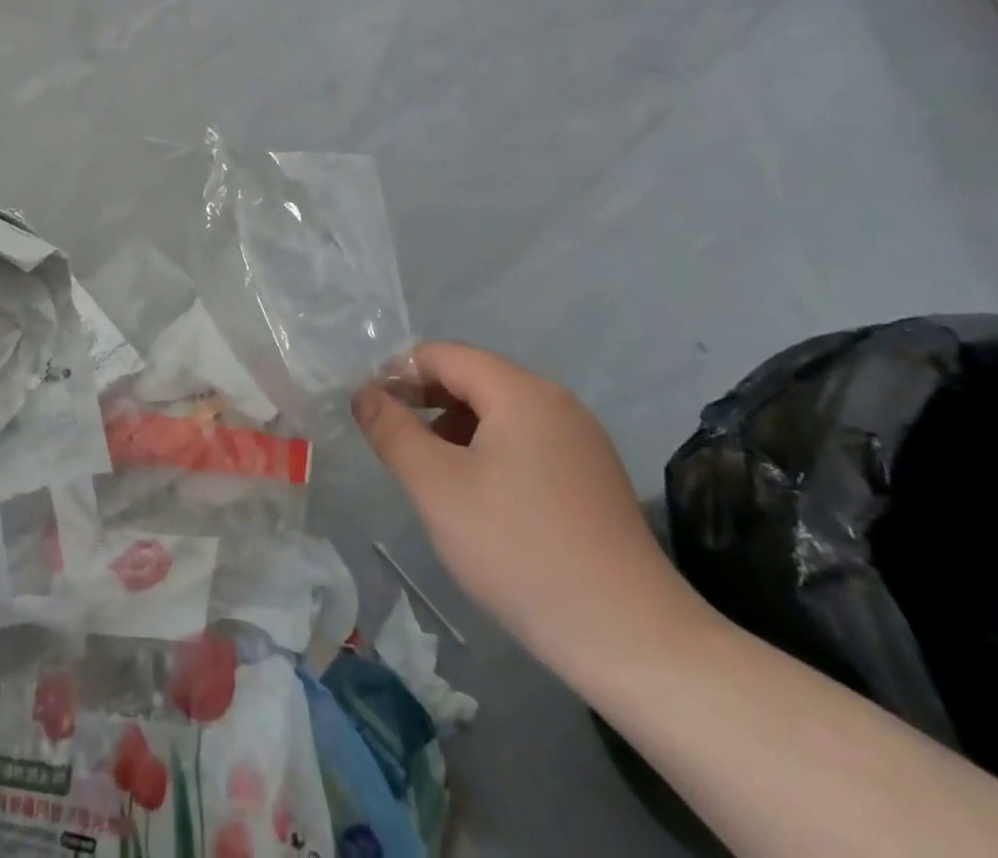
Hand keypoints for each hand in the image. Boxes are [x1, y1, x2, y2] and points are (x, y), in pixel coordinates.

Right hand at [353, 342, 712, 682]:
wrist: (633, 642)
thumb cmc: (519, 550)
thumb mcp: (436, 486)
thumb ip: (392, 430)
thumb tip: (364, 393)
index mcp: (521, 392)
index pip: (443, 355)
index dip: (398, 373)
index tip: (370, 411)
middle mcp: (556, 402)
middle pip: (473, 378)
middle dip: (425, 401)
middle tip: (393, 442)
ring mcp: (581, 440)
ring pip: (499, 412)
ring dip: (454, 427)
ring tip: (429, 472)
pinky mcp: (593, 477)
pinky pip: (526, 441)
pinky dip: (489, 451)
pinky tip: (477, 496)